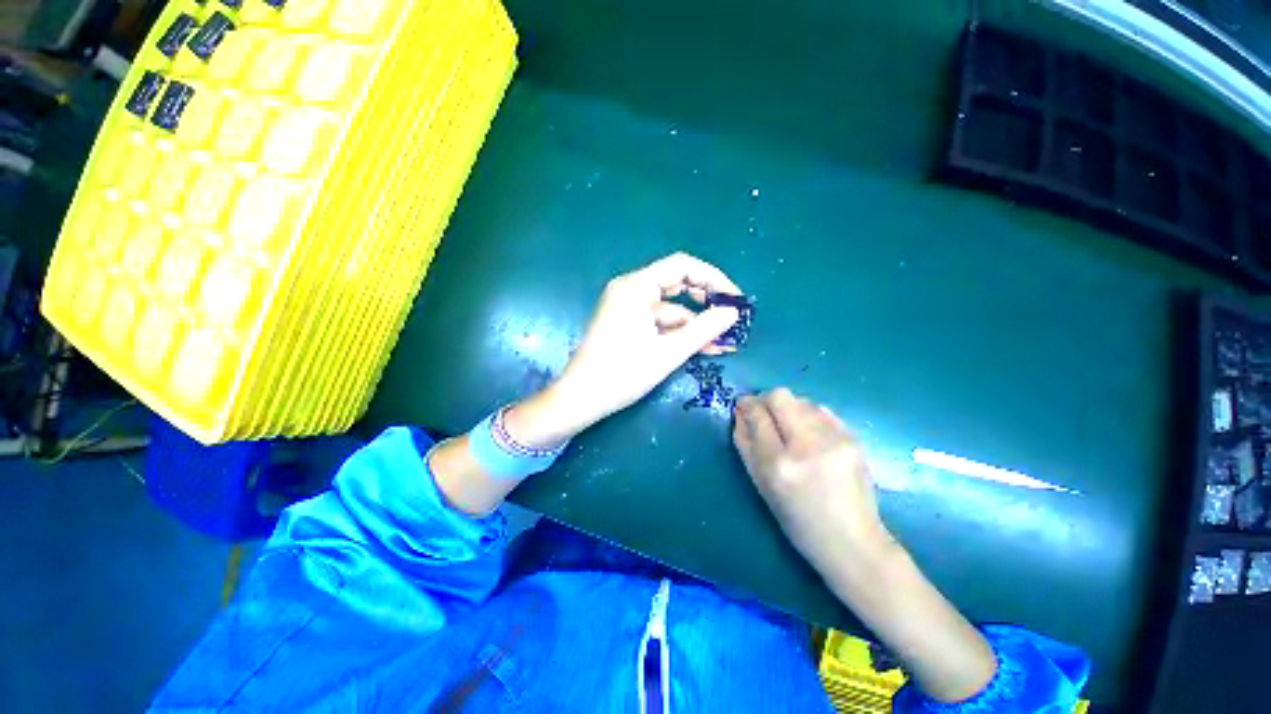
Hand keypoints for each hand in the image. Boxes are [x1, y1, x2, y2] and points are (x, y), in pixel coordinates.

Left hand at [508, 253, 742, 446]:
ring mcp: (626, 307)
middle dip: (705, 303)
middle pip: (676, 284)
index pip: (682, 266)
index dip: (712, 278)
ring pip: (670, 308)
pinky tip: (701, 347)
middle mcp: (630, 289)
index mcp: (635, 287)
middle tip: (730, 320)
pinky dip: (678, 333)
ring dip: (695, 324)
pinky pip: (658, 322)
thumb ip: (704, 330)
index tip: (734, 298)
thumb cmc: (622, 373)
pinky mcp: (626, 323)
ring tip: (723, 343)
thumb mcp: (668, 352)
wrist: (580, 398)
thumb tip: (733, 313)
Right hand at [733, 389, 890, 569]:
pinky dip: (809, 416)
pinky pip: (822, 410)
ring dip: (789, 409)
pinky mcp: (854, 438)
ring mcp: (835, 439)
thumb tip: (740, 412)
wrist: (853, 542)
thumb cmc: (798, 521)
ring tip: (791, 431)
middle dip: (766, 400)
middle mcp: (808, 446)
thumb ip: (745, 444)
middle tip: (764, 415)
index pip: (758, 415)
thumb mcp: (761, 485)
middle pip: (780, 396)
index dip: (747, 405)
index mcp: (779, 464)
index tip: (743, 405)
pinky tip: (812, 437)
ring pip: (802, 400)